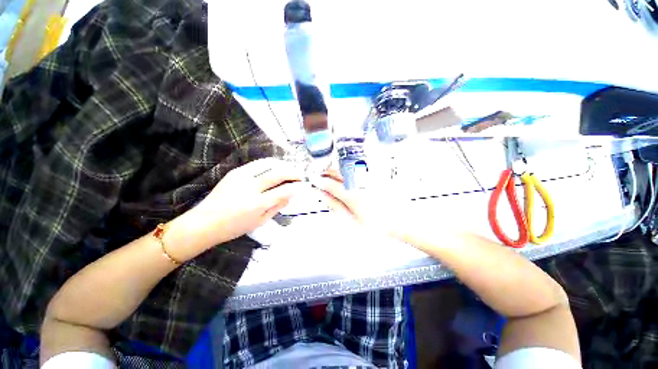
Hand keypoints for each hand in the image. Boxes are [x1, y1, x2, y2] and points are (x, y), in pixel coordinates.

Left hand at [183, 158, 304, 250]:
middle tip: (300, 175)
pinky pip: (258, 164)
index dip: (296, 186)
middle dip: (293, 172)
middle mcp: (250, 187)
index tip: (304, 185)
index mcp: (257, 204)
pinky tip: (276, 168)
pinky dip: (271, 164)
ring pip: (268, 164)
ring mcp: (241, 176)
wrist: (205, 222)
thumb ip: (278, 207)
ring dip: (283, 165)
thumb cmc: (235, 227)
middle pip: (278, 173)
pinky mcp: (235, 171)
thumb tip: (291, 195)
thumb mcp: (260, 221)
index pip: (283, 190)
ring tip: (290, 169)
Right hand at [311, 172, 409, 241]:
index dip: (320, 181)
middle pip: (338, 172)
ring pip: (346, 169)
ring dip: (335, 171)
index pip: (331, 184)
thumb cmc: (376, 225)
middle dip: (326, 172)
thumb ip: (336, 205)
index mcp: (352, 195)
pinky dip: (346, 172)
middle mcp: (359, 183)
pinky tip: (345, 177)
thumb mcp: (352, 219)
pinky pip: (356, 170)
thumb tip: (323, 195)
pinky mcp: (374, 177)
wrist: (400, 222)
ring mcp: (367, 178)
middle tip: (319, 175)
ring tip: (329, 176)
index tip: (313, 180)